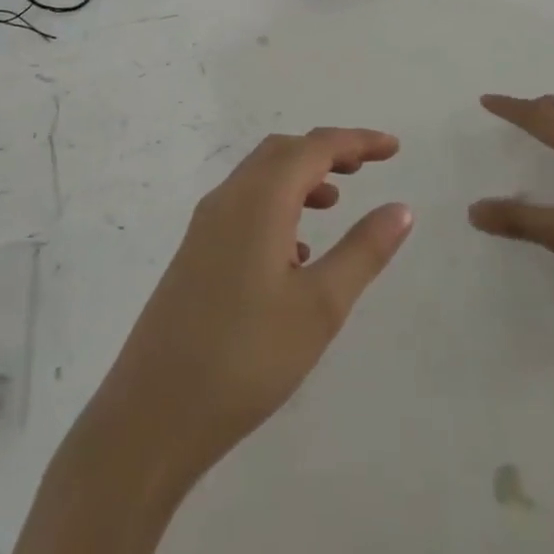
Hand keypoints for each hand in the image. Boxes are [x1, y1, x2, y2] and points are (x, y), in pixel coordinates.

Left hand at [84, 128, 413, 487]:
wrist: (153, 412)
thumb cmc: (246, 357)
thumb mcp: (320, 307)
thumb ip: (363, 251)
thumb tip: (400, 208)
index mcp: (260, 199)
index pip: (315, 147)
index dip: (357, 141)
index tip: (393, 147)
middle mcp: (229, 198)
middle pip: (283, 151)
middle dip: (327, 151)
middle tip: (367, 166)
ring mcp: (206, 225)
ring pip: (260, 177)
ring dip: (301, 176)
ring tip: (337, 201)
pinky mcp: (195, 252)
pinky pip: (244, 205)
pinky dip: (278, 206)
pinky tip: (297, 252)